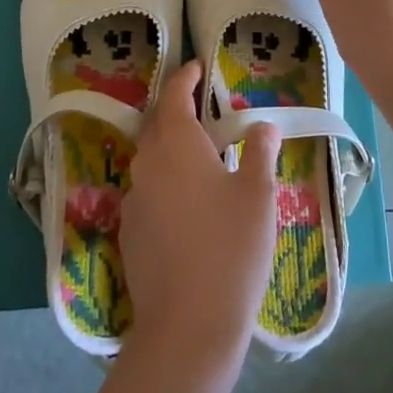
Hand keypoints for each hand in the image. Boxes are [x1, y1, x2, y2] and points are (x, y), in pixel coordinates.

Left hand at [120, 59, 280, 366]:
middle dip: (177, 111)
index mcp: (176, 144)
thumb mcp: (258, 195)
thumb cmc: (231, 249)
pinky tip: (189, 206)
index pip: (174, 95)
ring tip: (202, 159)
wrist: (188, 326)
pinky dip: (166, 183)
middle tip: (205, 111)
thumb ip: (260, 152)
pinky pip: (148, 192)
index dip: (186, 77)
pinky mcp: (129, 233)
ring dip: (172, 149)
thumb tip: (263, 125)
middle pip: (157, 125)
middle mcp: (147, 164)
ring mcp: (133, 200)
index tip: (198, 66)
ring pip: (151, 160)